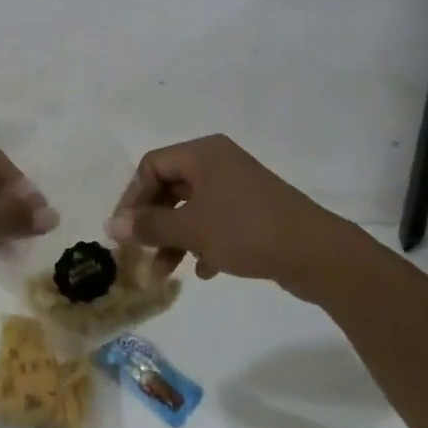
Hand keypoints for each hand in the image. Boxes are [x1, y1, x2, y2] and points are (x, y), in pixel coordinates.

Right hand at [104, 134, 359, 296]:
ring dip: (174, 238)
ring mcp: (238, 187)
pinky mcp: (253, 212)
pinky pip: (215, 222)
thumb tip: (111, 226)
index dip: (132, 197)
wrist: (316, 254)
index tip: (123, 231)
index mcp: (203, 153)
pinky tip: (203, 272)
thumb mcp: (191, 229)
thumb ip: (150, 225)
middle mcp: (218, 163)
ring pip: (192, 208)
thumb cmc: (246, 230)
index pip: (152, 166)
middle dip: (153, 222)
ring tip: (164, 273)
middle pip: (170, 186)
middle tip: (140, 252)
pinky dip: (202, 243)